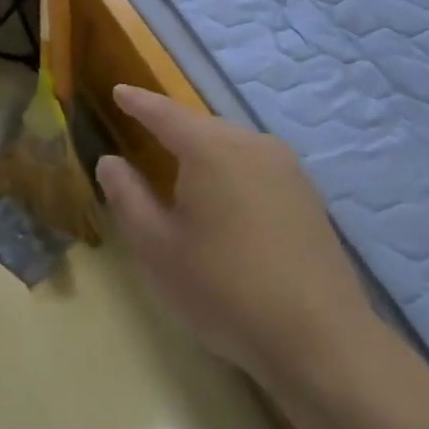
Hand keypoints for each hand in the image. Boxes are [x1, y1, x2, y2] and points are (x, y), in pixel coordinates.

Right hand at [95, 85, 375, 392]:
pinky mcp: (307, 195)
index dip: (138, 102)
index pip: (165, 113)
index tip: (118, 91)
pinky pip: (256, 166)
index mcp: (211, 149)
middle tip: (144, 137)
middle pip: (202, 127)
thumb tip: (110, 161)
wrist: (318, 337)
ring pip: (232, 145)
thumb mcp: (156, 247)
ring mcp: (287, 168)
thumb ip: (127, 196)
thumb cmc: (222, 288)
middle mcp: (252, 144)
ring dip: (204, 152)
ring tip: (182, 173)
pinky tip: (226, 200)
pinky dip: (231, 171)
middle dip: (172, 129)